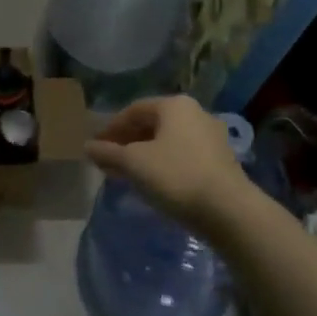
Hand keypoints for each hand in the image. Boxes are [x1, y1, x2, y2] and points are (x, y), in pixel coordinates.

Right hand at [85, 96, 249, 229]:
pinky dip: (162, 164)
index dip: (110, 128)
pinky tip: (152, 182)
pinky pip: (182, 155)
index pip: (134, 110)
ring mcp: (211, 137)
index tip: (95, 147)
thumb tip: (88, 147)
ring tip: (125, 174)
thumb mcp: (134, 164)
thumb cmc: (176, 176)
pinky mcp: (220, 160)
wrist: (228, 210)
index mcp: (175, 105)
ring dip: (143, 154)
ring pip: (167, 141)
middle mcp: (196, 113)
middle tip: (107, 161)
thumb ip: (109, 153)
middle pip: (152, 124)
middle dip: (127, 141)